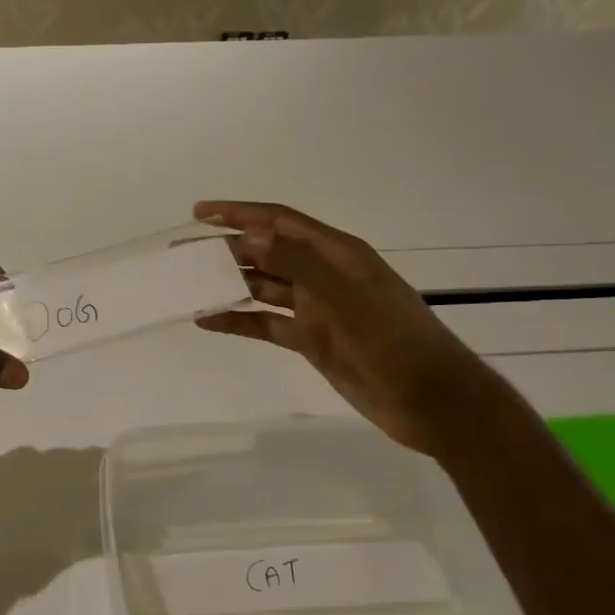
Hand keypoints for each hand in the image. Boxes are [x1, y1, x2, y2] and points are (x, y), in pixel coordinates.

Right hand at [193, 201, 507, 452]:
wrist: (433, 402)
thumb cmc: (396, 343)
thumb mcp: (348, 299)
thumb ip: (300, 265)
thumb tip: (251, 234)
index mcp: (337, 254)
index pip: (280, 221)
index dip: (239, 213)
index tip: (199, 212)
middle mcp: (322, 274)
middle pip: (266, 252)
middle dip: (224, 248)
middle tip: (182, 252)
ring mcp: (316, 308)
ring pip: (262, 287)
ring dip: (227, 283)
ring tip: (187, 283)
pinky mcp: (311, 339)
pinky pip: (265, 323)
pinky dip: (238, 320)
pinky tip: (208, 320)